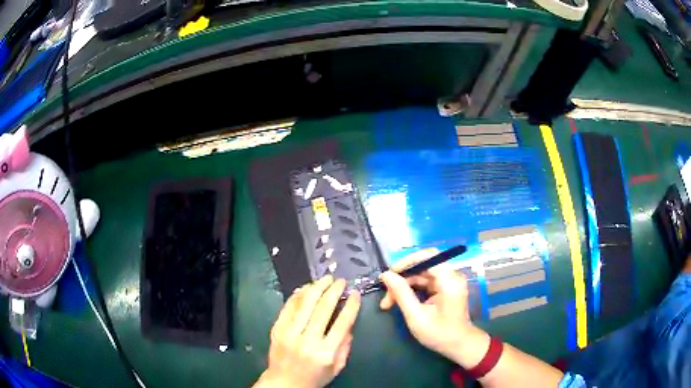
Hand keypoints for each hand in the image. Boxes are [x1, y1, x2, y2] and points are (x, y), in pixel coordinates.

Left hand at [255, 276, 360, 387]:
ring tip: (325, 279)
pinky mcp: (277, 329)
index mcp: (325, 352)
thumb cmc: (314, 377)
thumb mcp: (337, 367)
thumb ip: (345, 346)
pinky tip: (305, 288)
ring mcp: (289, 333)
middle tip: (341, 281)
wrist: (283, 383)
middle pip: (323, 309)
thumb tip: (349, 322)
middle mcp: (307, 340)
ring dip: (316, 287)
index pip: (342, 323)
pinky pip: (288, 307)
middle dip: (334, 290)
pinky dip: (297, 295)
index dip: (351, 306)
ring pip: (304, 304)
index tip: (355, 293)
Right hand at [379, 249, 489, 367]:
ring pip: (421, 275)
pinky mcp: (445, 289)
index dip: (407, 262)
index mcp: (449, 280)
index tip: (390, 274)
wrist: (459, 345)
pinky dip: (412, 290)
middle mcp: (451, 276)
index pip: (428, 256)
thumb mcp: (416, 316)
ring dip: (404, 286)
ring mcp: (449, 282)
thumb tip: (386, 275)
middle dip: (402, 279)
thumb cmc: (439, 333)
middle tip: (386, 296)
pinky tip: (400, 301)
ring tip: (389, 302)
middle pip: (422, 266)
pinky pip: (425, 282)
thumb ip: (401, 293)